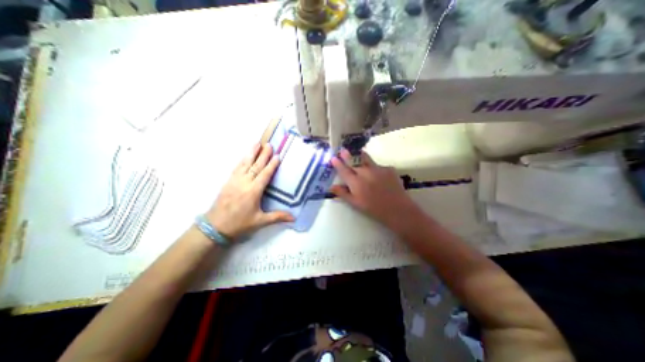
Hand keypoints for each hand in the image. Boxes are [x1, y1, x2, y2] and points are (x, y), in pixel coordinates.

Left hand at [207, 141, 294, 239]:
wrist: (215, 227)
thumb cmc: (240, 224)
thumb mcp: (260, 221)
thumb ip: (277, 217)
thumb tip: (293, 218)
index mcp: (253, 191)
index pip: (265, 174)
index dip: (272, 165)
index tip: (277, 155)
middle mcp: (244, 183)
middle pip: (255, 166)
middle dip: (263, 155)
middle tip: (269, 144)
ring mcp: (234, 181)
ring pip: (245, 164)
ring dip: (251, 153)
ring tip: (257, 143)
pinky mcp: (228, 182)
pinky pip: (236, 168)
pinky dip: (242, 160)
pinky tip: (245, 156)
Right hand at [329, 148, 421, 230]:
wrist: (398, 209)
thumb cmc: (374, 209)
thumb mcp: (355, 203)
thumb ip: (343, 193)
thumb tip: (331, 187)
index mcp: (355, 182)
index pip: (343, 170)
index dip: (337, 163)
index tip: (333, 158)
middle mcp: (365, 172)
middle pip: (353, 161)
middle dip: (347, 155)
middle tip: (342, 150)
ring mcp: (377, 168)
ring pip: (365, 159)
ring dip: (359, 155)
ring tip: (357, 152)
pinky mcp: (388, 168)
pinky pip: (377, 165)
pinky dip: (374, 168)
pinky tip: (377, 174)